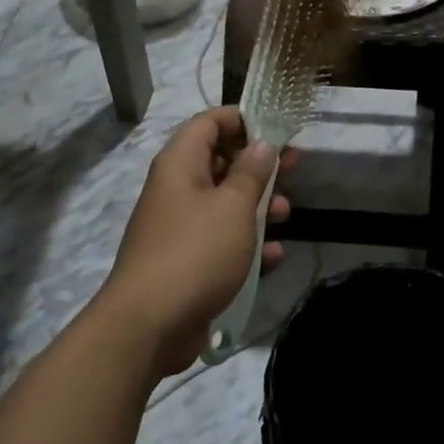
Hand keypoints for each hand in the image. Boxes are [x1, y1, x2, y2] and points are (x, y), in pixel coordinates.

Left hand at [92, 107, 292, 378]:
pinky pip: (220, 241)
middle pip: (220, 161)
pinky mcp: (186, 261)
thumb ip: (251, 172)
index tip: (276, 129)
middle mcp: (176, 188)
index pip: (208, 122)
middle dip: (258, 165)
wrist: (149, 325)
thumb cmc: (196, 252)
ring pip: (224, 203)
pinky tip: (273, 257)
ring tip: (286, 215)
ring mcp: (179, 226)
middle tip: (294, 169)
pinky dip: (246, 244)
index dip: (242, 119)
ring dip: (257, 206)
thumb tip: (261, 143)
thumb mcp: (234, 207)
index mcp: (180, 164)